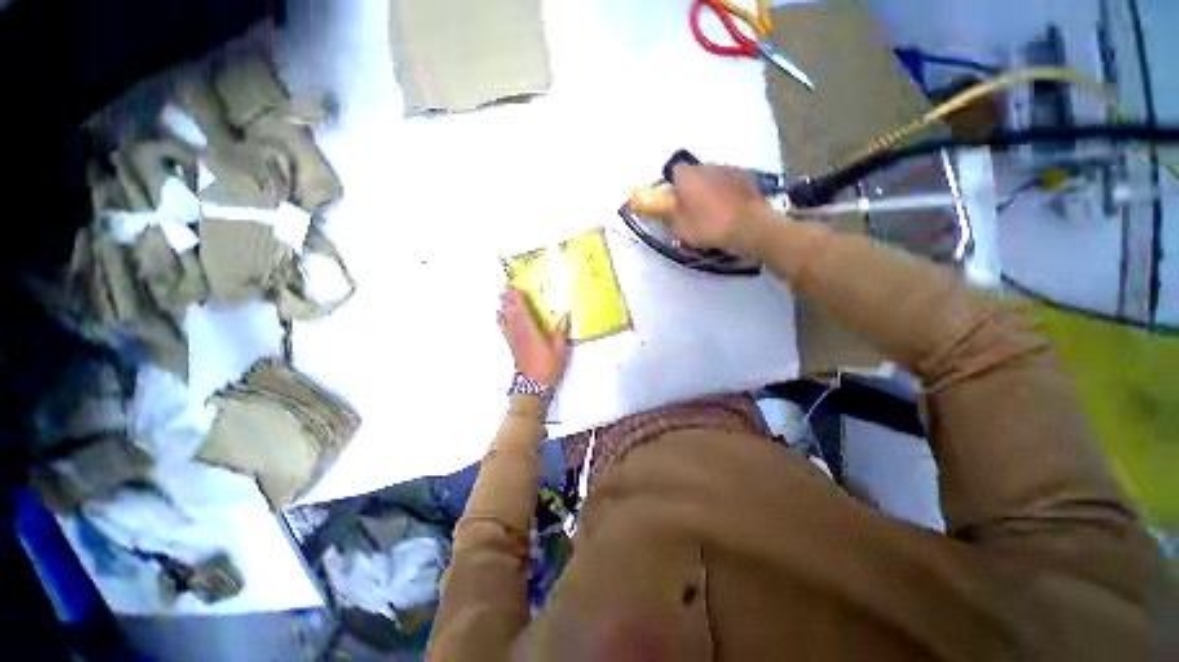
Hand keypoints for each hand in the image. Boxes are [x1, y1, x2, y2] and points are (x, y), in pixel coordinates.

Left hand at [497, 287, 570, 390]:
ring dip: (504, 306)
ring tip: (501, 294)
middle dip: (509, 298)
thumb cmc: (548, 368)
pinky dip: (500, 320)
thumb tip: (565, 315)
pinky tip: (498, 314)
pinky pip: (504, 329)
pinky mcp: (512, 345)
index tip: (514, 287)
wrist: (534, 386)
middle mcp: (520, 334)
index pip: (523, 312)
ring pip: (507, 319)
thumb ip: (561, 332)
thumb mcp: (560, 350)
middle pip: (513, 313)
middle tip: (505, 285)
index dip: (518, 299)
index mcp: (532, 333)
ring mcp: (515, 340)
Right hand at [667, 163, 769, 253]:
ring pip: (713, 178)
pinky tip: (730, 211)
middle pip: (694, 174)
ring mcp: (729, 169)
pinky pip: (730, 183)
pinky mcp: (747, 177)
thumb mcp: (679, 227)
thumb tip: (661, 206)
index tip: (675, 204)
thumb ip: (667, 214)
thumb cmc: (708, 226)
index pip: (674, 172)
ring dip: (710, 190)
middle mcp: (706, 165)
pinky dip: (727, 193)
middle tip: (693, 211)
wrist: (749, 226)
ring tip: (714, 213)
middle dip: (692, 188)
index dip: (673, 187)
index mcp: (687, 175)